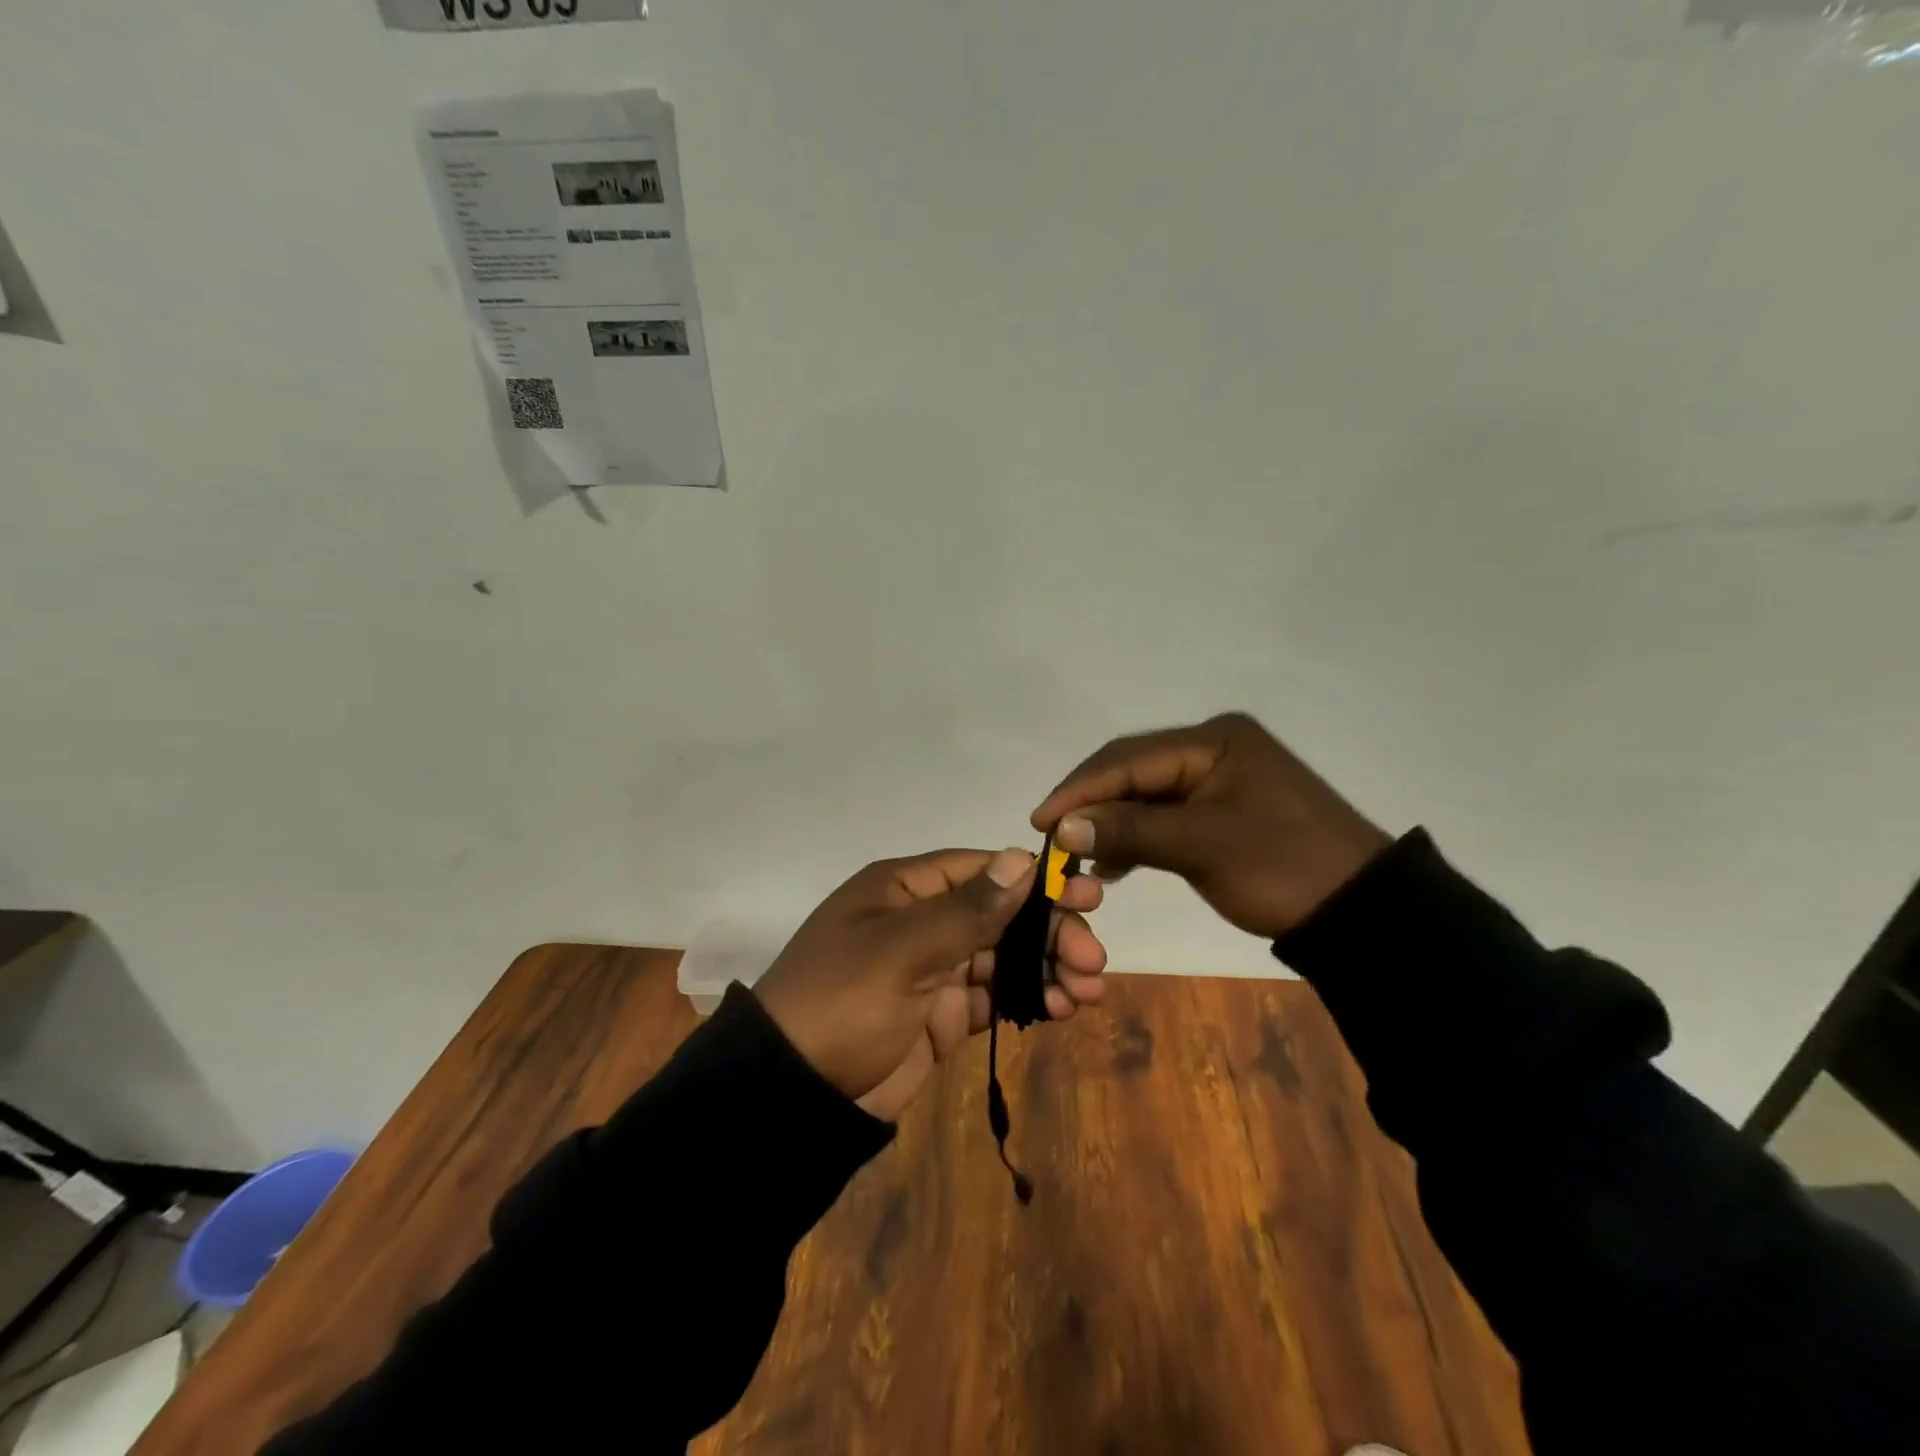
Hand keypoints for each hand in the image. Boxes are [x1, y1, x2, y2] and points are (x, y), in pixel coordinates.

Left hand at [754, 847, 1107, 1121]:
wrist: (792, 1094)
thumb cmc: (843, 1001)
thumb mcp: (902, 950)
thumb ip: (967, 910)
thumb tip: (1020, 859)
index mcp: (903, 889)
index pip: (980, 871)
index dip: (1033, 881)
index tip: (1085, 894)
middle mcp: (921, 921)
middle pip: (999, 915)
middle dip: (1048, 931)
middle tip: (1093, 956)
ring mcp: (932, 970)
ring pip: (1002, 957)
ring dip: (1046, 967)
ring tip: (1090, 988)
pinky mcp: (940, 1015)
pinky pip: (993, 996)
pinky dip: (1027, 998)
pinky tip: (1063, 1007)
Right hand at [1030, 712, 1390, 941]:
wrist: (1362, 911)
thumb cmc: (1282, 868)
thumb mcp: (1201, 846)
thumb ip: (1129, 830)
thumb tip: (1061, 826)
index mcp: (1213, 740)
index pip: (1128, 758)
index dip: (1080, 789)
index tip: (1039, 821)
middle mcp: (1213, 748)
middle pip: (1134, 770)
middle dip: (1092, 803)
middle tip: (1051, 835)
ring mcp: (1220, 778)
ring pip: (1147, 794)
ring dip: (1112, 822)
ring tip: (1078, 852)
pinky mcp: (1224, 808)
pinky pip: (1167, 814)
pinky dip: (1139, 835)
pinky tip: (1115, 862)